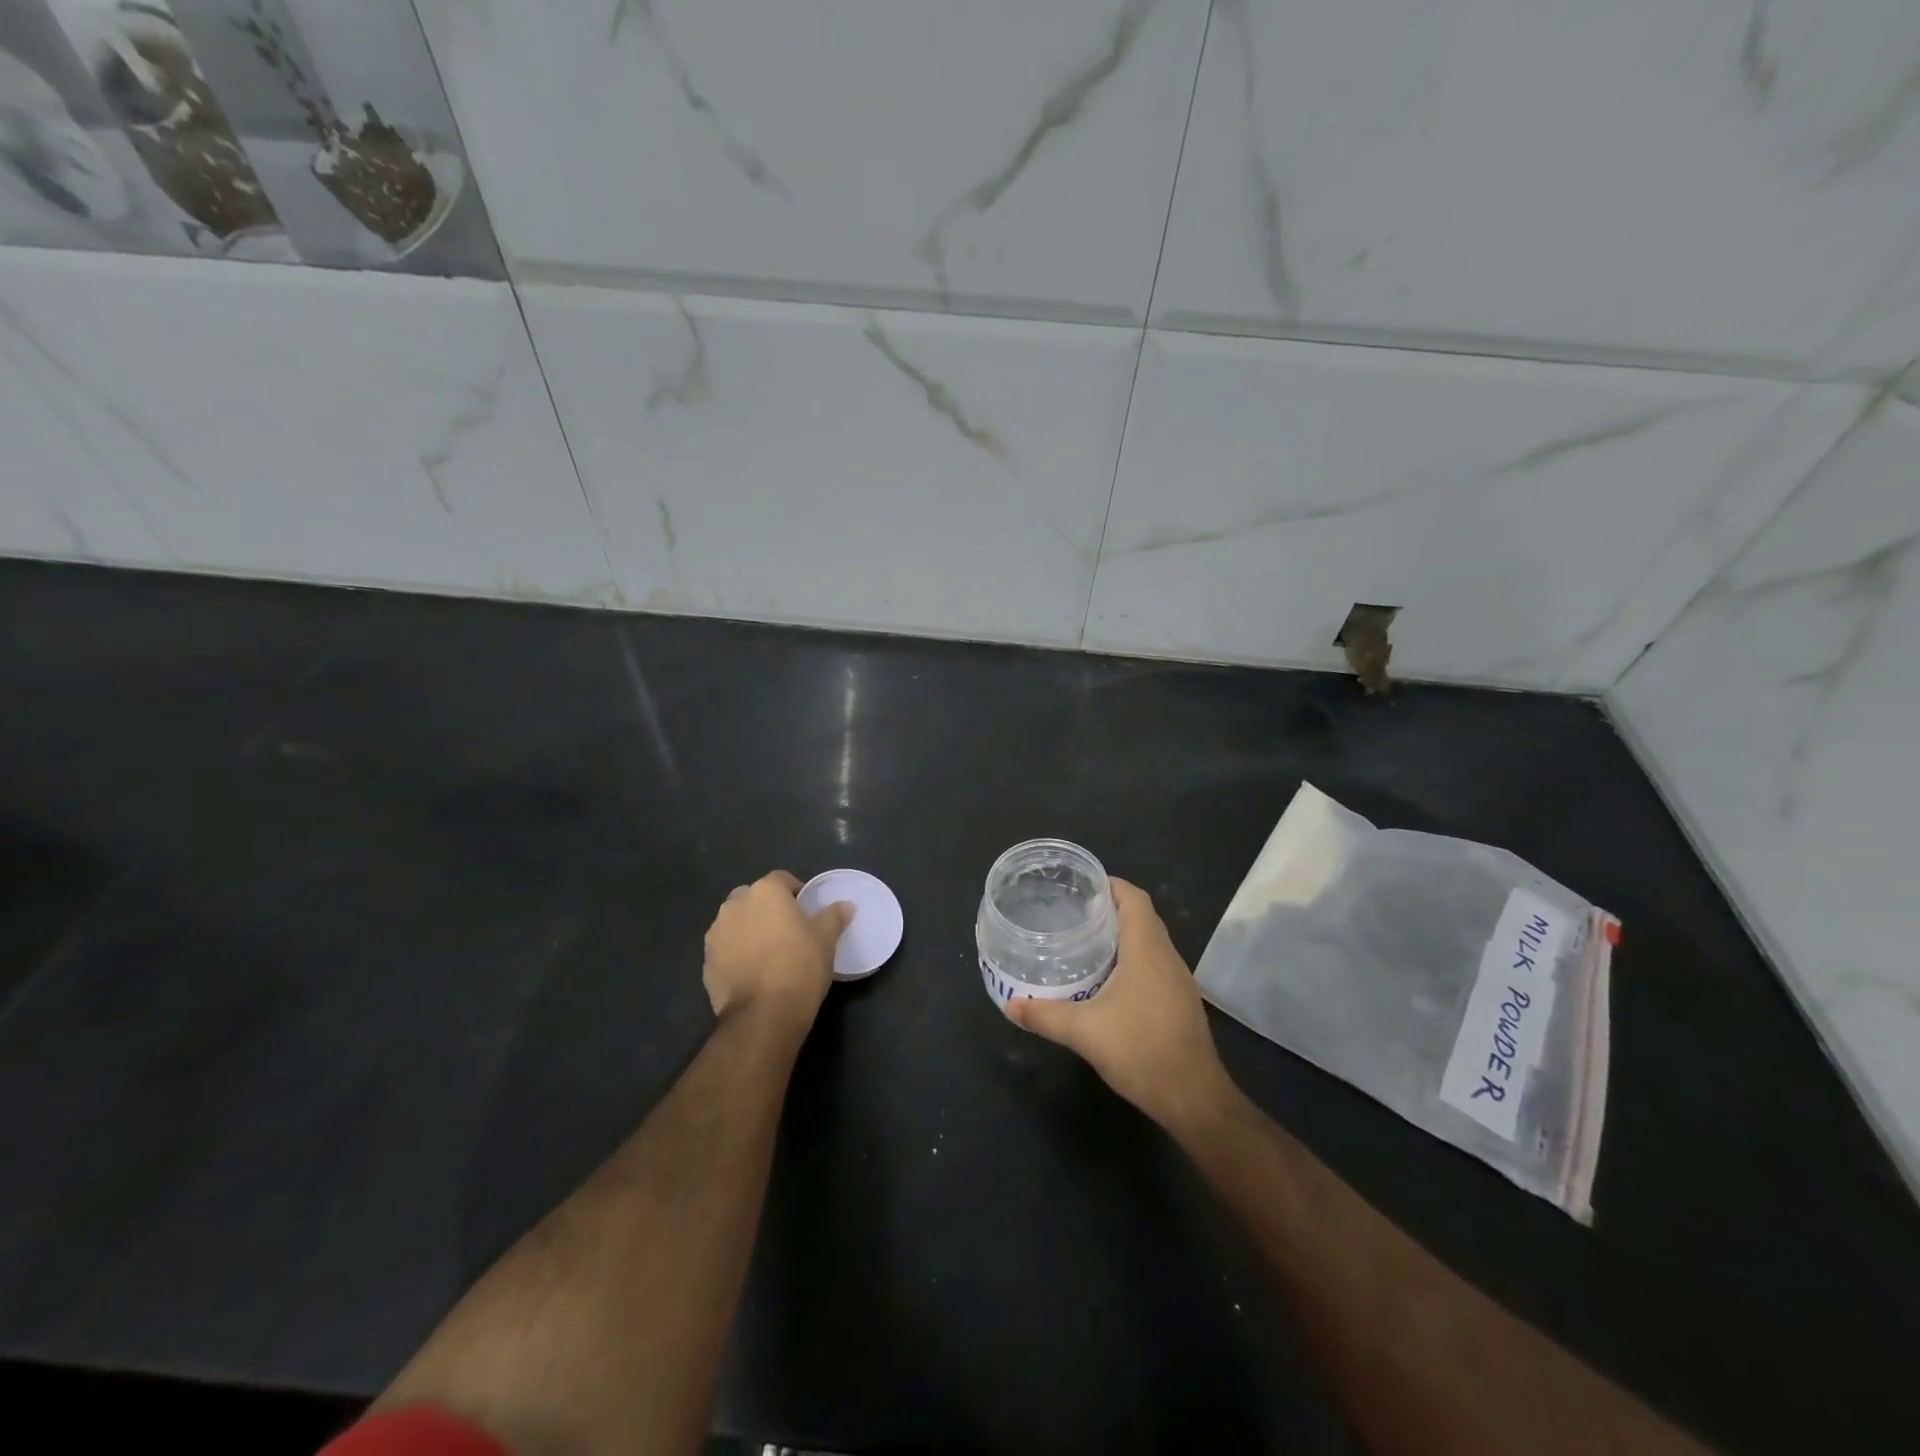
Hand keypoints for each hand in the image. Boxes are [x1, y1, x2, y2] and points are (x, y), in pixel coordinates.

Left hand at [703, 871, 852, 1030]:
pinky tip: (752, 974)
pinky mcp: (706, 963)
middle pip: (753, 898)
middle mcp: (735, 905)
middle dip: (767, 909)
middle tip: (786, 931)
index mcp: (765, 892)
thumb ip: (834, 916)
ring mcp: (716, 934)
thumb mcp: (826, 940)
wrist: (763, 1015)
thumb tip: (846, 904)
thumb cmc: (800, 966)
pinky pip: (725, 949)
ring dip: (748, 930)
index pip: (782, 879)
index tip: (807, 912)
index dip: (796, 893)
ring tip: (767, 954)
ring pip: (735, 923)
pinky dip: (736, 954)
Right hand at [1005, 879, 1237, 1132]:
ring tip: (1084, 941)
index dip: (1109, 885)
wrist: (1194, 1098)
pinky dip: (1131, 958)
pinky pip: (1154, 964)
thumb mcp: (1084, 1032)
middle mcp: (1167, 957)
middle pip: (1141, 916)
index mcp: (1147, 949)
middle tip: (1072, 912)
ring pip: (1149, 941)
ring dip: (1121, 935)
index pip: (1134, 898)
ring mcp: (1178, 980)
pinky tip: (1107, 979)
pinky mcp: (1180, 1001)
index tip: (1080, 886)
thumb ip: (1045, 1015)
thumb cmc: (1141, 1051)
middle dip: (1109, 908)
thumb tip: (1010, 1005)